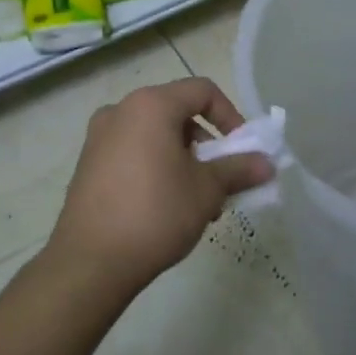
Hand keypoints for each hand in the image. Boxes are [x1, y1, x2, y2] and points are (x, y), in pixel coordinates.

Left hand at [45, 78, 273, 296]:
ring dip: (183, 158)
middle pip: (177, 112)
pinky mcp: (87, 165)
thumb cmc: (155, 213)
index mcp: (150, 105)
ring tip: (196, 200)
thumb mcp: (207, 190)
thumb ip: (239, 169)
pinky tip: (165, 206)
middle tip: (220, 179)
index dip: (230, 116)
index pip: (202, 91)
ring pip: (154, 135)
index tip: (242, 149)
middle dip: (206, 143)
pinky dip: (156, 166)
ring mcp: (98, 137)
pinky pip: (132, 152)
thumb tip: (268, 164)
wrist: (90, 262)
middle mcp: (120, 110)